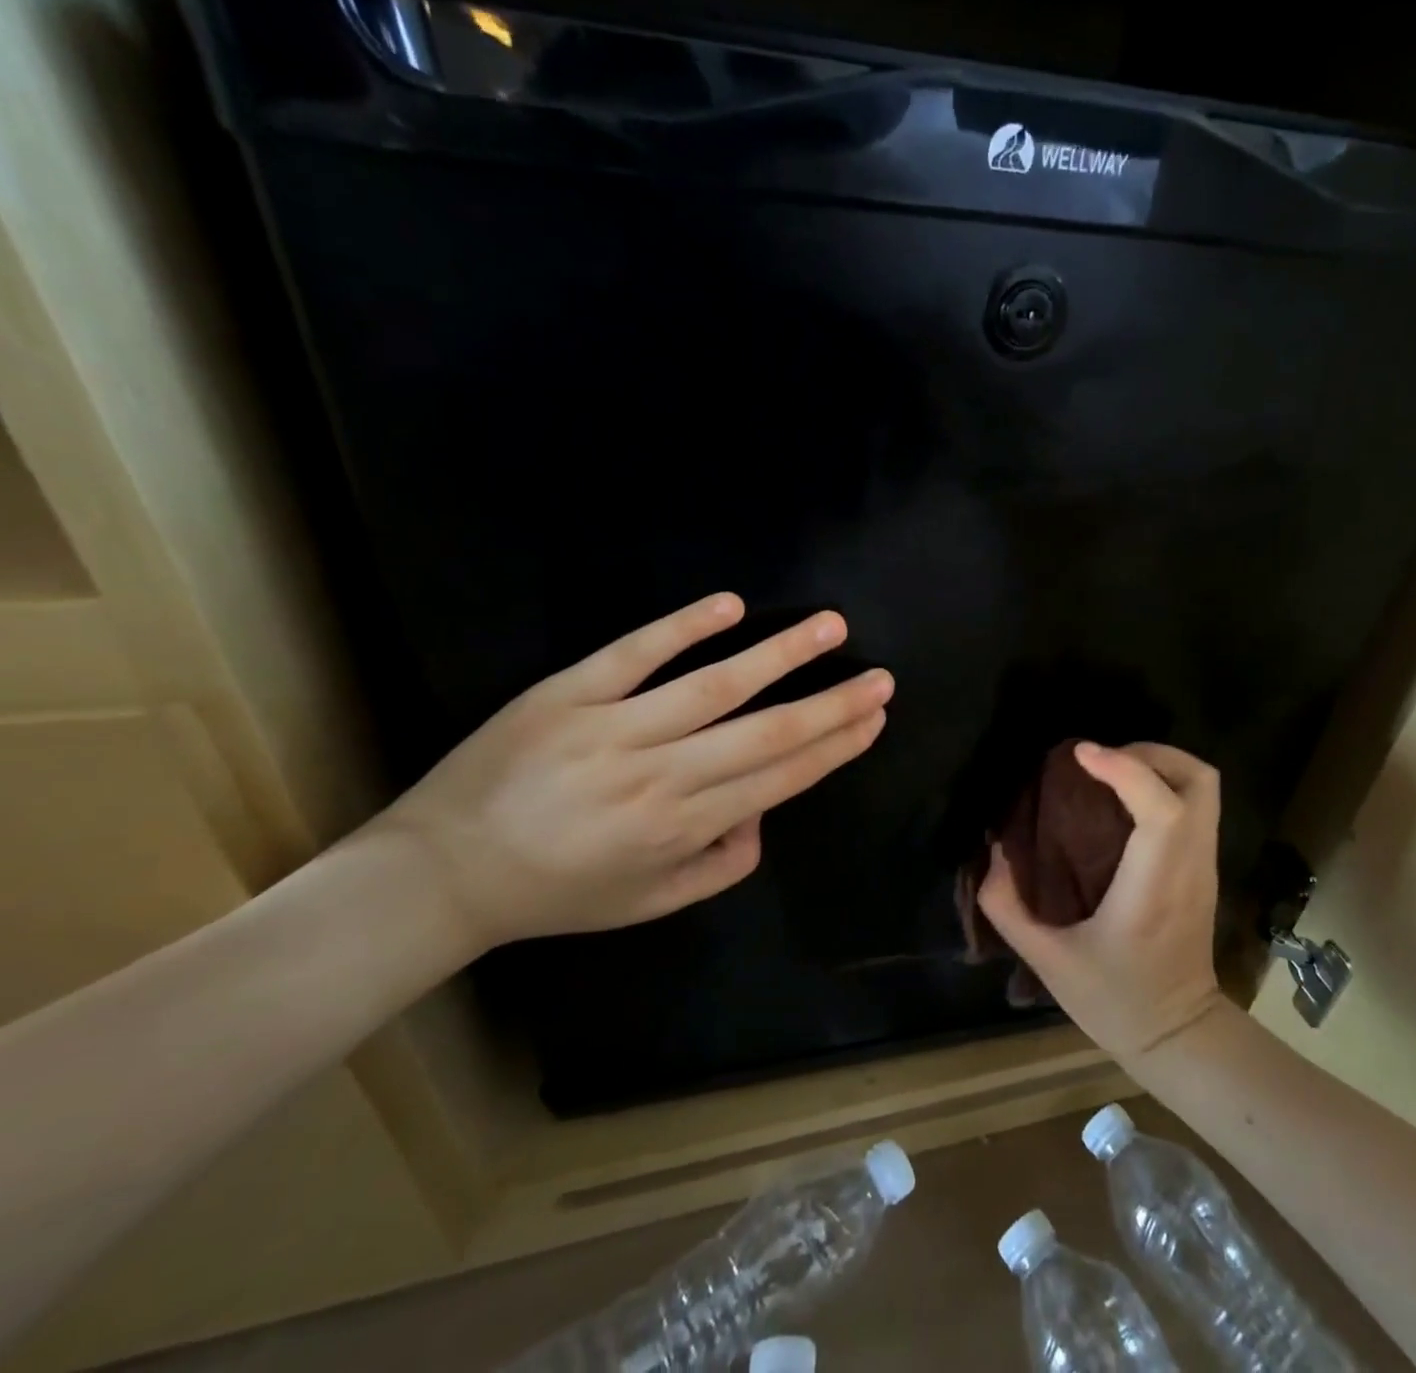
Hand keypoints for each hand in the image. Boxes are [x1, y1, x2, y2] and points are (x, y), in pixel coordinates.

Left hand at [368, 593, 890, 956]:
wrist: (442, 875)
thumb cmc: (557, 892)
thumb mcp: (650, 903)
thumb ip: (720, 867)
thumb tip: (763, 817)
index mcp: (685, 827)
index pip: (781, 777)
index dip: (835, 746)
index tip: (874, 719)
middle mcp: (663, 776)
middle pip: (766, 732)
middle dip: (833, 705)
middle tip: (881, 678)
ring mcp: (615, 728)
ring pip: (714, 686)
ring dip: (780, 655)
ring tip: (831, 628)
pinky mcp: (569, 694)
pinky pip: (635, 655)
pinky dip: (683, 628)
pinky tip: (730, 605)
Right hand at [979, 741, 1228, 1064]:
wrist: (1179, 1036)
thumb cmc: (1117, 1001)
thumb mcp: (1048, 962)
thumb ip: (1009, 906)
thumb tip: (993, 853)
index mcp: (1154, 887)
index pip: (1163, 810)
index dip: (1126, 770)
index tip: (1081, 755)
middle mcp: (1190, 865)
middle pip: (1198, 780)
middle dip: (1150, 754)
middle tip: (1101, 762)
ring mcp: (1204, 865)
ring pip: (1203, 786)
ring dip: (1158, 764)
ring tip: (1109, 772)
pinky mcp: (1204, 868)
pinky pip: (1196, 804)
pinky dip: (1163, 784)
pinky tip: (1123, 800)